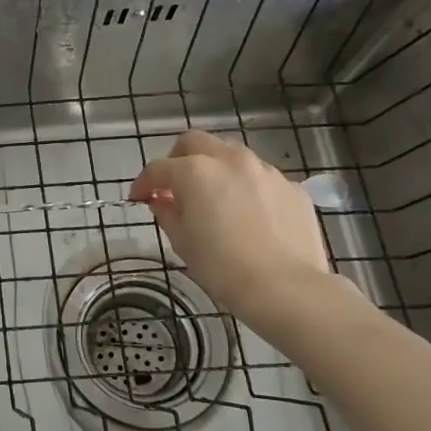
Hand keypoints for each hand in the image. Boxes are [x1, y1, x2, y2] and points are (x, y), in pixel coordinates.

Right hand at [129, 131, 331, 321]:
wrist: (286, 287)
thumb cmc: (222, 266)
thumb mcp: (181, 241)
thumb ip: (167, 213)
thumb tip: (163, 201)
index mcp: (195, 172)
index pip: (158, 168)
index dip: (143, 183)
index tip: (139, 198)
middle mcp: (230, 160)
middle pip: (195, 142)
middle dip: (178, 159)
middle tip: (174, 185)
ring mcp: (265, 171)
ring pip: (231, 155)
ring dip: (215, 168)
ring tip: (214, 197)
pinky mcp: (291, 187)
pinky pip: (260, 178)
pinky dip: (246, 187)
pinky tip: (248, 214)